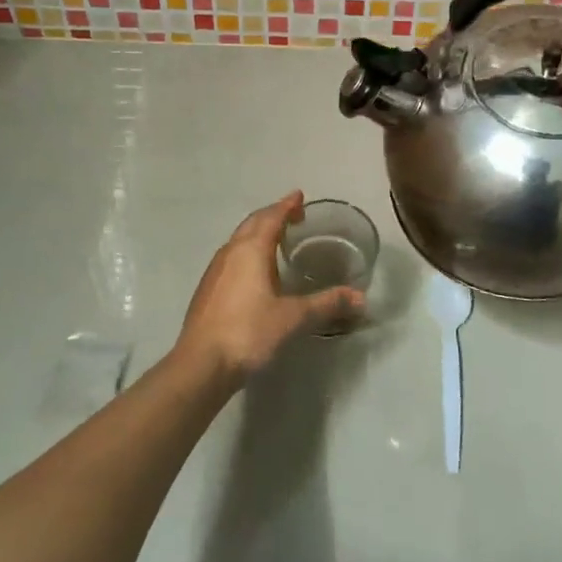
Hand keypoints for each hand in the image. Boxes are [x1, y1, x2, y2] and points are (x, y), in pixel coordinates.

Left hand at [174, 192, 362, 382]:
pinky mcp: (208, 289)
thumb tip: (360, 298)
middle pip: (252, 224)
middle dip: (272, 215)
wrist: (201, 364)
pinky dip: (247, 252)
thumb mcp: (293, 318)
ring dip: (257, 233)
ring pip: (239, 240)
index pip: (271, 217)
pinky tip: (255, 271)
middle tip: (293, 215)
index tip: (299, 196)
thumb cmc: (249, 332)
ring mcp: (215, 271)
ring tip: (276, 239)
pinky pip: (231, 257)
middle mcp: (230, 252)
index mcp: (251, 250)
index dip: (286, 205)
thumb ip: (326, 304)